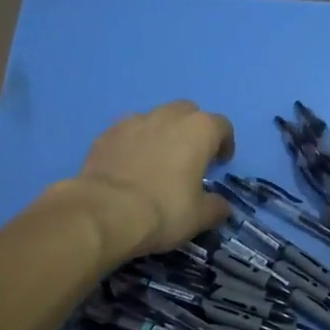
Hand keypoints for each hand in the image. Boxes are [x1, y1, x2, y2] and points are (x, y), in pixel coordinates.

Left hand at [70, 101, 234, 260]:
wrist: (105, 212)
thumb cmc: (163, 210)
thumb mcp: (199, 217)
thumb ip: (216, 207)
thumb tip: (220, 206)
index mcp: (199, 130)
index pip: (222, 126)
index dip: (224, 143)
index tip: (220, 163)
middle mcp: (168, 116)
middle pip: (188, 112)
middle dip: (192, 130)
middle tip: (190, 157)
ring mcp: (134, 121)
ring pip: (156, 118)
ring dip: (162, 133)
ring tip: (157, 160)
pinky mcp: (107, 133)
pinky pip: (128, 131)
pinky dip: (134, 142)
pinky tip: (129, 165)